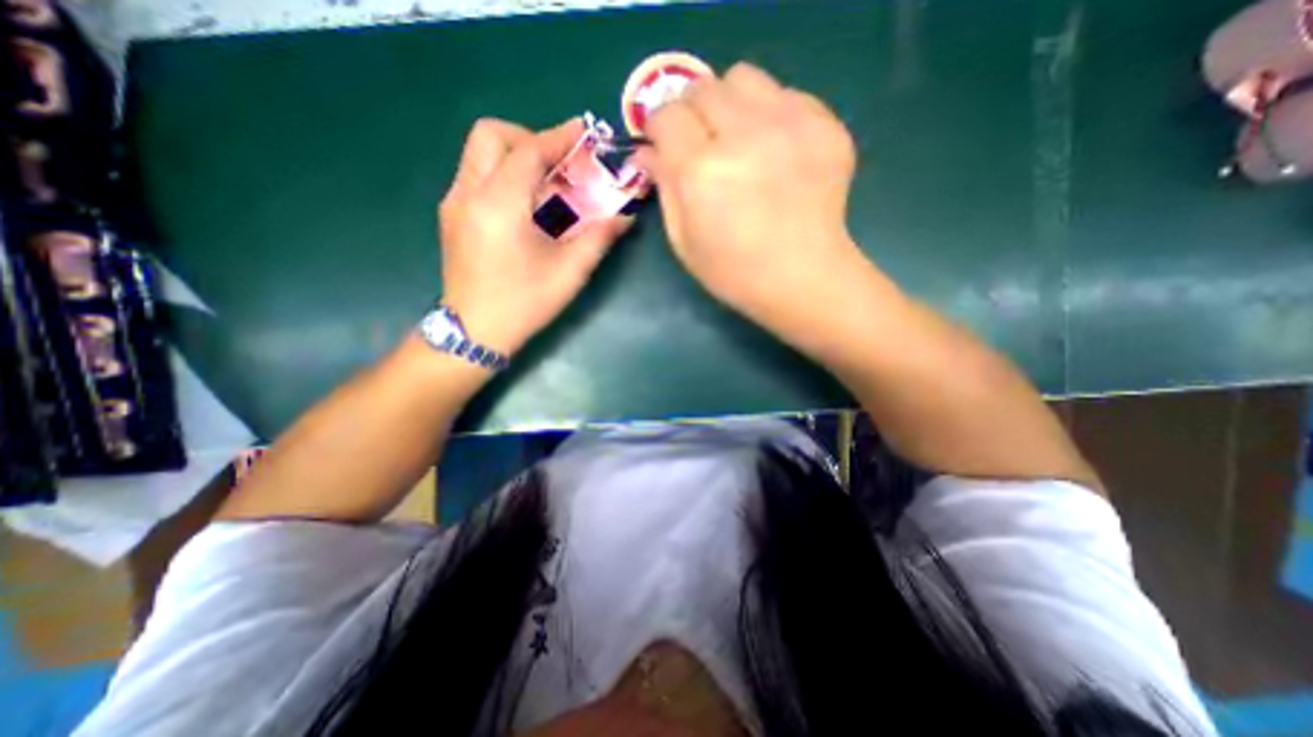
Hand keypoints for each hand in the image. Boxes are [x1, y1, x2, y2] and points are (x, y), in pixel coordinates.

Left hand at [438, 115, 632, 353]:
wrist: (474, 333)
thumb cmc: (524, 303)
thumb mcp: (569, 272)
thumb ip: (598, 237)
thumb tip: (625, 218)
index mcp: (499, 204)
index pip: (529, 151)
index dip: (559, 137)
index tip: (584, 130)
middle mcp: (468, 193)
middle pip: (491, 135)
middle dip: (529, 138)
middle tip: (559, 163)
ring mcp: (454, 203)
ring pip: (479, 154)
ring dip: (515, 156)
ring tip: (547, 183)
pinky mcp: (451, 216)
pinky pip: (476, 176)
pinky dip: (503, 175)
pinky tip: (526, 205)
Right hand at [635, 63, 868, 328]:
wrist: (803, 279)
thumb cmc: (734, 272)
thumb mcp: (684, 241)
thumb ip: (664, 188)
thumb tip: (646, 151)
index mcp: (701, 171)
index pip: (666, 115)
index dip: (661, 129)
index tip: (666, 146)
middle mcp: (743, 135)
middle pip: (702, 87)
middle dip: (692, 112)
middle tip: (701, 144)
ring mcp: (790, 125)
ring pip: (744, 78)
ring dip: (730, 104)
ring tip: (739, 140)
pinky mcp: (824, 126)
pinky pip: (786, 95)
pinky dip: (771, 115)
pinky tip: (775, 152)